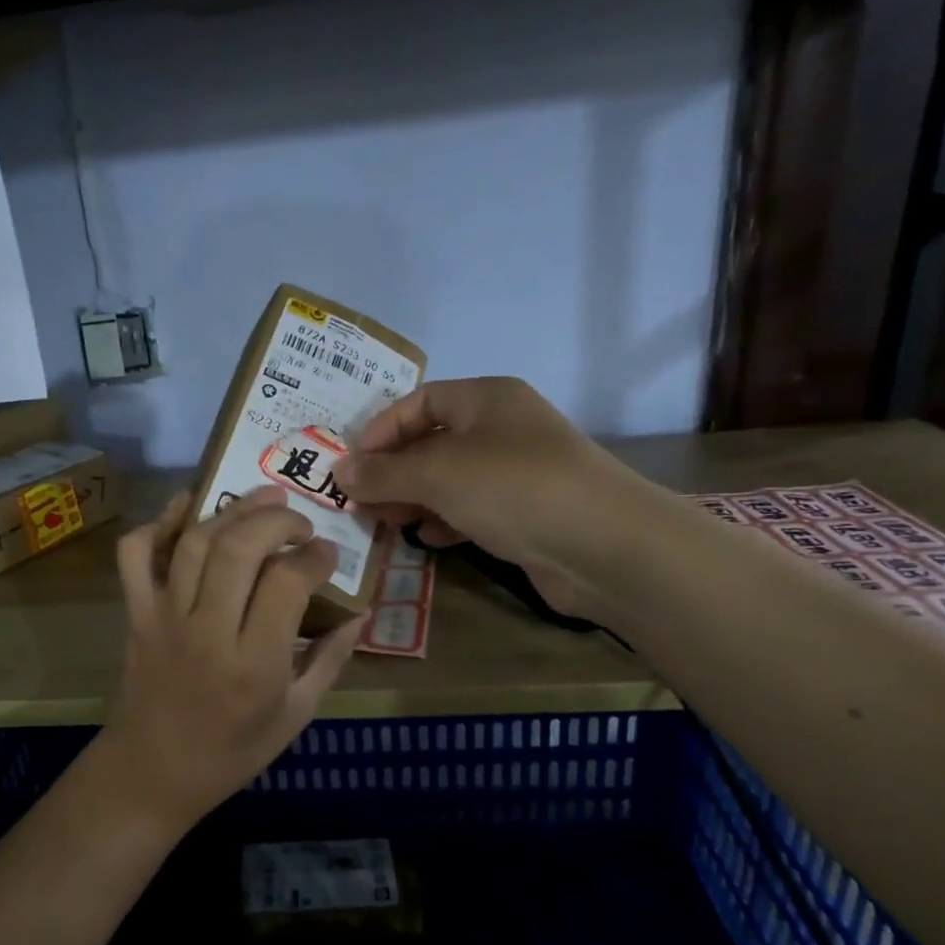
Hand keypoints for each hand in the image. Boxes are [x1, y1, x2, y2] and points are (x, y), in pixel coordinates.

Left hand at [102, 485, 362, 833]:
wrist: (151, 775)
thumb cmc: (231, 752)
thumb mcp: (295, 715)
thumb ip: (331, 660)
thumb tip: (360, 612)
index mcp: (254, 665)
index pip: (287, 582)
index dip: (315, 556)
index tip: (328, 552)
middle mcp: (208, 632)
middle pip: (239, 547)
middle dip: (276, 519)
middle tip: (299, 522)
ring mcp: (165, 618)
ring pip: (195, 543)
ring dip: (232, 510)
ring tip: (263, 499)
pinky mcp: (136, 614)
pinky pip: (135, 555)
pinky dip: (157, 523)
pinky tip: (187, 508)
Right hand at [332, 377, 651, 617]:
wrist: (605, 545)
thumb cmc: (513, 488)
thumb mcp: (437, 473)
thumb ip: (384, 473)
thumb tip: (340, 471)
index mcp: (485, 399)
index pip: (418, 402)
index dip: (380, 431)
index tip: (351, 466)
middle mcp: (502, 428)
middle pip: (432, 441)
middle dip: (393, 471)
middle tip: (362, 503)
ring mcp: (518, 471)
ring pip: (451, 478)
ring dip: (415, 499)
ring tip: (386, 523)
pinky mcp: (527, 512)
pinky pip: (473, 508)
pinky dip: (446, 519)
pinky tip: (429, 539)